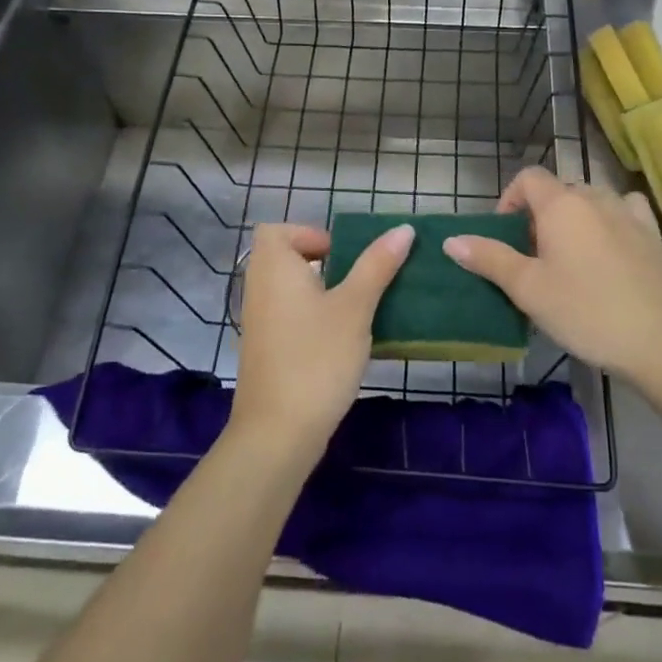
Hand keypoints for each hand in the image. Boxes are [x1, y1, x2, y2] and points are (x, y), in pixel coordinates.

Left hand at [227, 222, 413, 460]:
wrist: (278, 433)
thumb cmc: (317, 357)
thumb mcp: (355, 307)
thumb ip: (377, 265)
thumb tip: (404, 229)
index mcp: (273, 267)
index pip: (279, 230)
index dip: (310, 234)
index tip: (342, 255)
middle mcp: (258, 288)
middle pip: (285, 257)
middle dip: (323, 264)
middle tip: (357, 281)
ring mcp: (258, 321)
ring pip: (289, 289)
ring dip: (321, 292)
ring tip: (357, 309)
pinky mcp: (265, 350)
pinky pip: (288, 316)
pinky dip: (312, 318)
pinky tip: (342, 341)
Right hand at [444, 167, 661, 385]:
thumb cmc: (586, 312)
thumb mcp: (528, 289)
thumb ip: (489, 258)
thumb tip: (452, 240)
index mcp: (562, 204)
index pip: (528, 177)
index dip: (509, 199)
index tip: (505, 237)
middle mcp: (596, 197)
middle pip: (558, 190)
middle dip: (539, 215)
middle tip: (533, 258)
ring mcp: (629, 213)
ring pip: (590, 202)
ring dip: (573, 220)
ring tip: (569, 259)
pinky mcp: (653, 234)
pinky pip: (622, 212)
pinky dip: (608, 222)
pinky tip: (609, 250)